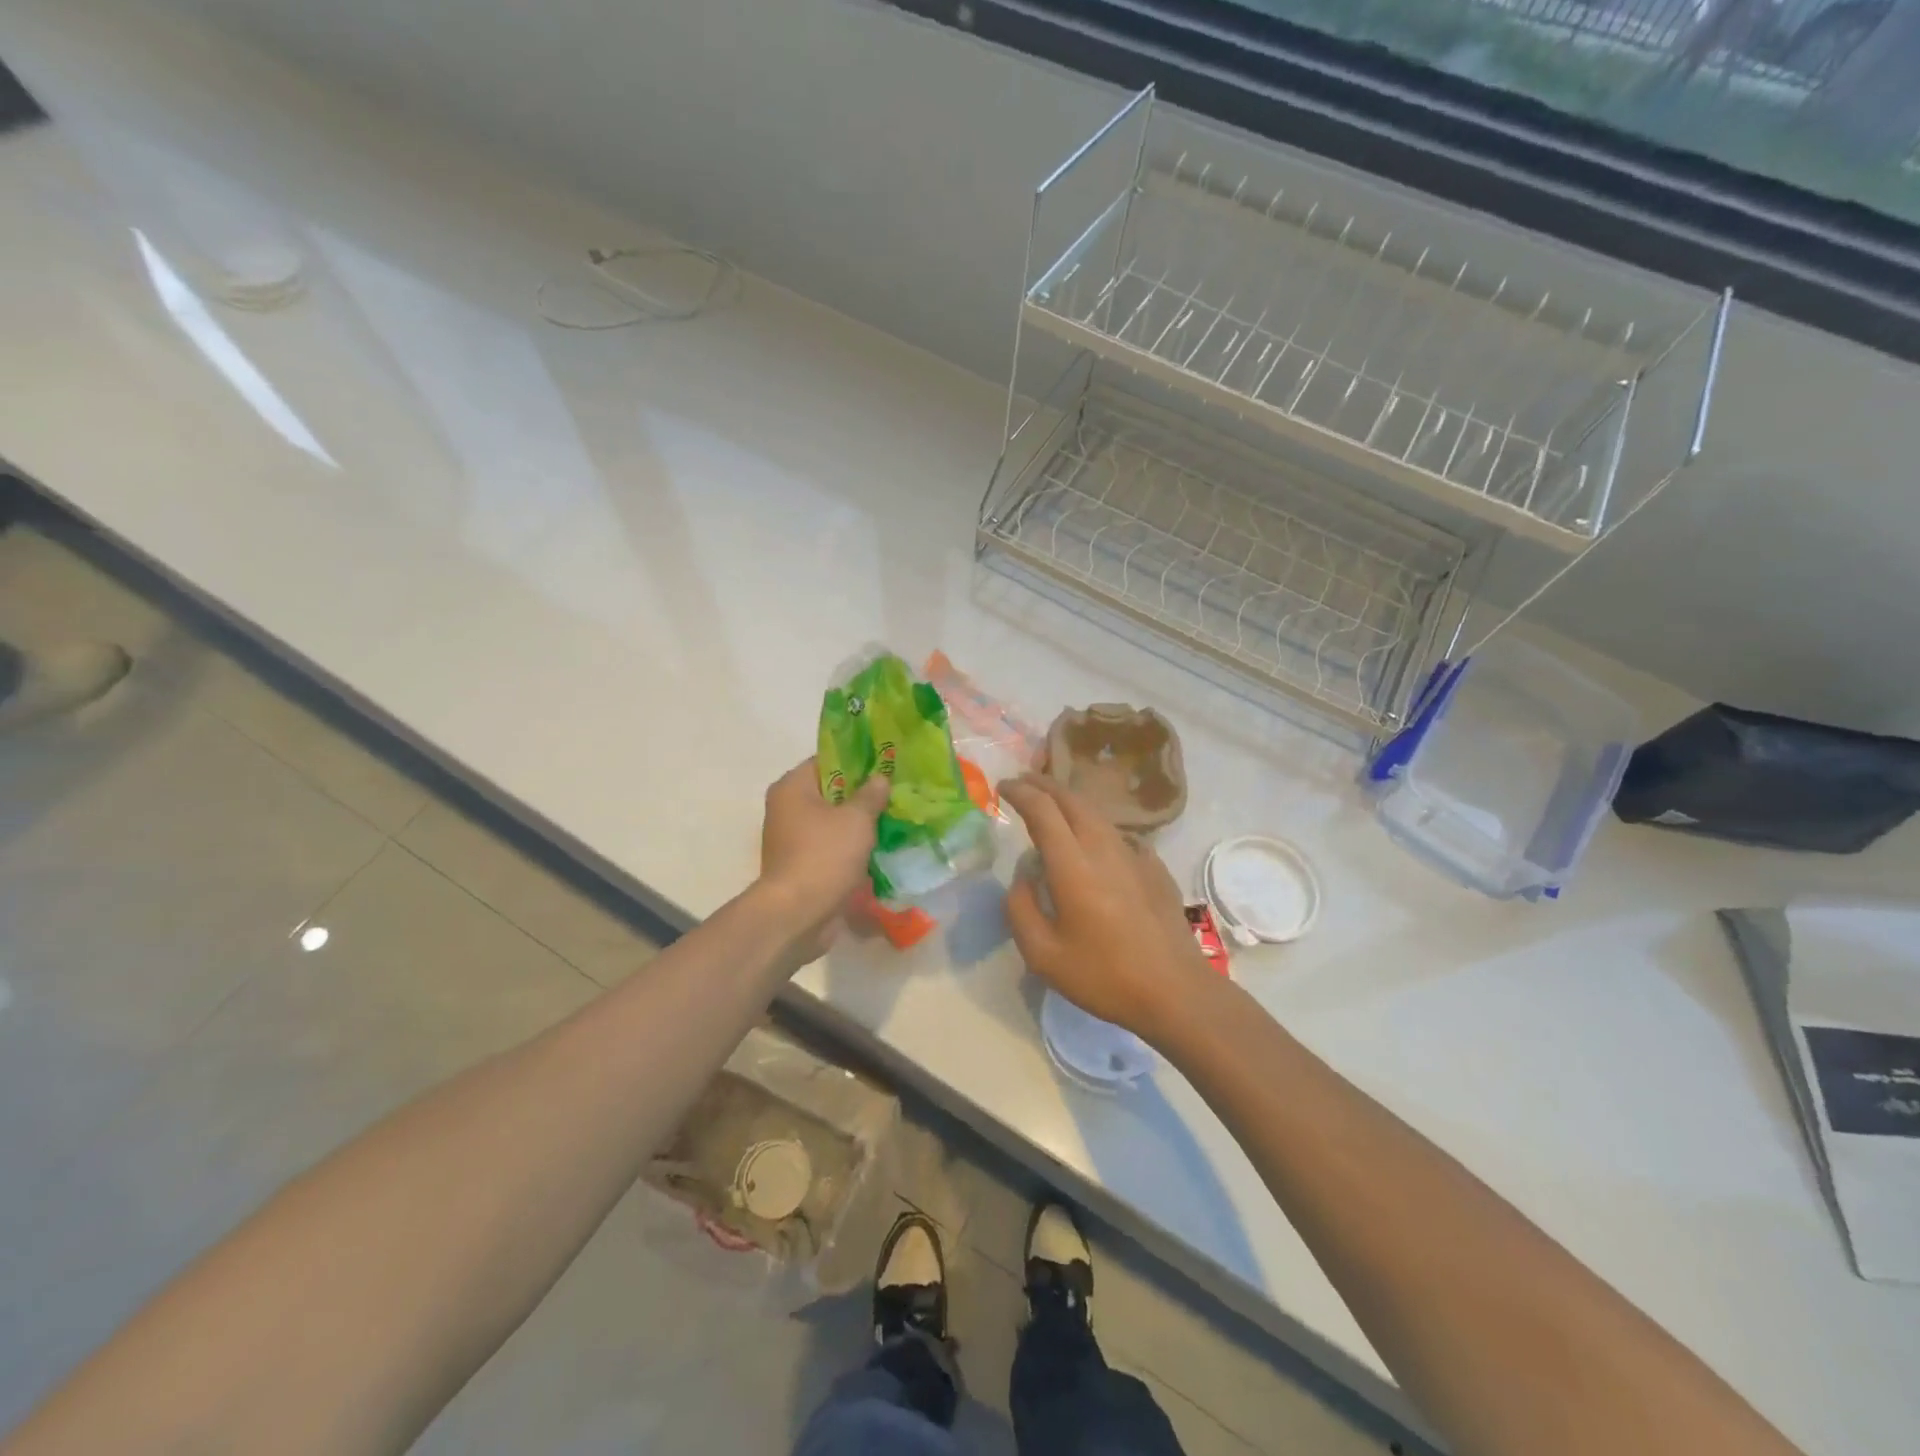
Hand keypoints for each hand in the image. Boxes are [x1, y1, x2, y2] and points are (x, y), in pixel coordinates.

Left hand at [758, 757, 889, 949]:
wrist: (797, 914)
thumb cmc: (824, 856)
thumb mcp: (856, 819)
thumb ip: (871, 795)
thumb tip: (880, 778)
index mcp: (792, 787)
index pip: (827, 760)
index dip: (857, 760)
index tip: (886, 764)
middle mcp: (787, 808)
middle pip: (831, 791)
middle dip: (862, 793)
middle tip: (895, 792)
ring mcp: (793, 839)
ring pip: (833, 821)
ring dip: (859, 823)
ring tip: (893, 819)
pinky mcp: (802, 864)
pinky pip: (831, 846)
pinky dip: (851, 847)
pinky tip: (879, 848)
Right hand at [1000, 774, 1215, 1043]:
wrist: (1176, 991)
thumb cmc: (1104, 976)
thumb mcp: (1043, 955)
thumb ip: (1020, 910)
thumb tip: (1022, 878)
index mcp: (1072, 866)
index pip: (1042, 810)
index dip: (1019, 792)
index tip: (1001, 787)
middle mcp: (1103, 848)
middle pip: (1071, 800)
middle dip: (1043, 785)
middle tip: (1022, 783)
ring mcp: (1134, 855)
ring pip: (1096, 814)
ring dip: (1069, 802)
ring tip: (1052, 806)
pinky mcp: (1154, 868)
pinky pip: (1118, 834)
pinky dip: (1096, 827)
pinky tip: (1094, 842)